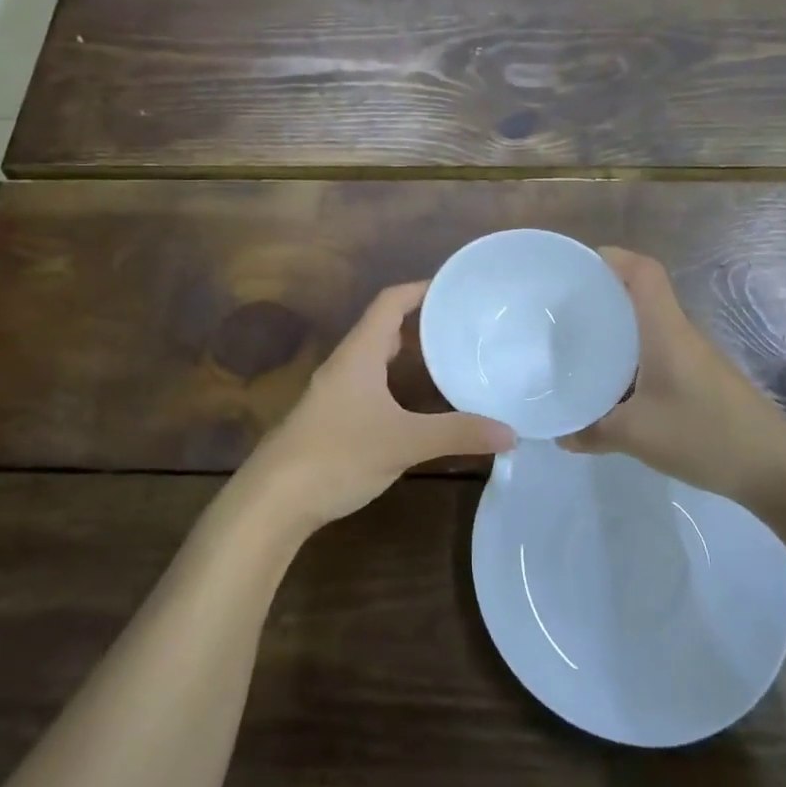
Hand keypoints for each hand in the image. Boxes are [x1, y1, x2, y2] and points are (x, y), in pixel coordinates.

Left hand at [238, 281, 514, 532]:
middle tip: (462, 325)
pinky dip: (397, 382)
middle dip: (421, 321)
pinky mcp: (333, 417)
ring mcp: (336, 392)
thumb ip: (457, 434)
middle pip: (384, 326)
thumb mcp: (404, 442)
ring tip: (449, 357)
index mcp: (360, 353)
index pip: (390, 302)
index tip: (456, 287)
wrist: (274, 499)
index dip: (421, 288)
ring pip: (376, 358)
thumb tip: (511, 433)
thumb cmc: (338, 455)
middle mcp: (346, 364)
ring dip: (409, 353)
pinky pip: (371, 384)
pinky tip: (418, 404)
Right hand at [560, 248, 785, 512]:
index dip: (613, 258)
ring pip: (650, 326)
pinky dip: (632, 355)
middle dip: (605, 293)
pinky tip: (613, 383)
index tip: (578, 266)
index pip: (644, 272)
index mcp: (666, 330)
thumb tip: (561, 434)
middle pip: (642, 295)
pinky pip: (658, 351)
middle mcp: (680, 333)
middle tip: (565, 309)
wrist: (775, 468)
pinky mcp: (700, 378)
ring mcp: (694, 356)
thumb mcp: (637, 436)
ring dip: (618, 327)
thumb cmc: (704, 434)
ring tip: (579, 343)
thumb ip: (593, 431)